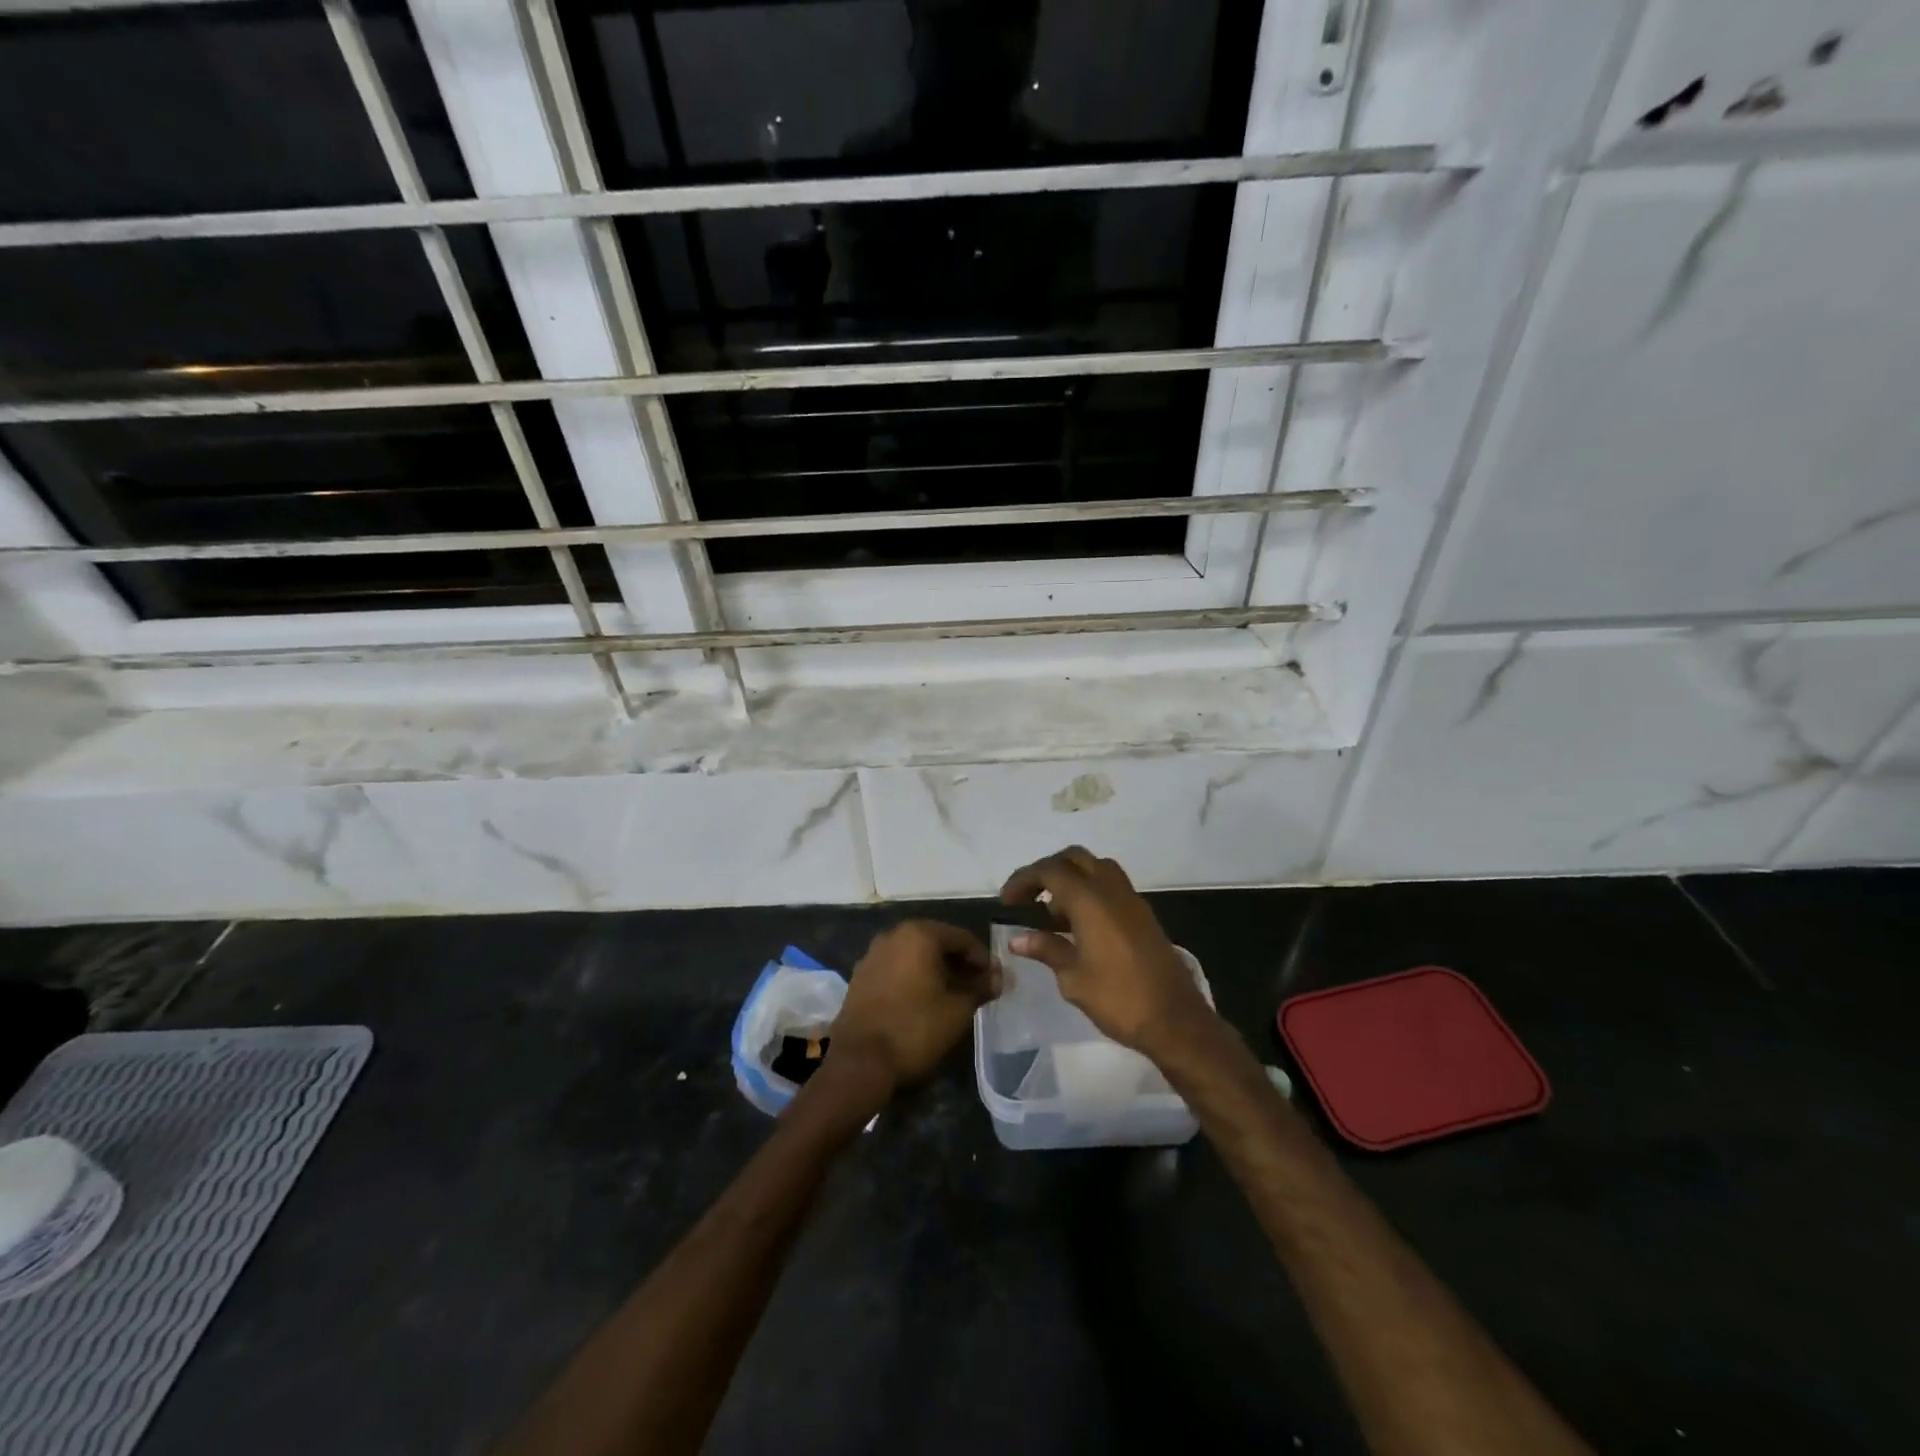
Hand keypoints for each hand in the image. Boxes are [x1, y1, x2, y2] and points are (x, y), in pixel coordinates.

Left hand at [829, 921, 998, 1091]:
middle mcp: (893, 935)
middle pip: (937, 943)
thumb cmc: (915, 1029)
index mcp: (919, 934)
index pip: (962, 938)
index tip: (995, 980)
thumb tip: (998, 977)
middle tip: (977, 987)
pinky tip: (924, 1001)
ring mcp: (873, 954)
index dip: (983, 958)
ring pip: (915, 955)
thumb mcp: (958, 1010)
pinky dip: (914, 977)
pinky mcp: (861, 976)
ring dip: (936, 970)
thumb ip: (980, 987)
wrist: (859, 1062)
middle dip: (959, 963)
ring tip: (953, 995)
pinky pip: (896, 968)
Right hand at [1000, 847, 1217, 1059]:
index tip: (1006, 900)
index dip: (1024, 879)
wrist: (1176, 1020)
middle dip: (1047, 871)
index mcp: (1090, 900)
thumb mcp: (1073, 978)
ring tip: (1052, 913)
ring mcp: (1132, 901)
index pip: (1050, 871)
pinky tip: (1078, 925)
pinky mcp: (1143, 916)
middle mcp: (1112, 890)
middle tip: (1028, 896)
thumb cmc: (1118, 998)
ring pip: (1097, 869)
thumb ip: (1046, 949)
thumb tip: (1018, 938)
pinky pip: (1111, 888)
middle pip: (1075, 859)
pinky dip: (1090, 893)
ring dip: (1071, 880)